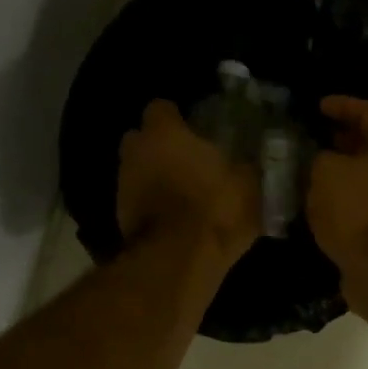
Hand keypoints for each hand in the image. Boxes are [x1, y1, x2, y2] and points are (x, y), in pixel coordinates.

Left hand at [117, 99, 259, 264]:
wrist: (177, 261)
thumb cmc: (215, 210)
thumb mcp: (247, 186)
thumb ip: (243, 167)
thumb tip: (246, 163)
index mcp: (164, 133)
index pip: (161, 108)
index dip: (177, 120)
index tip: (194, 133)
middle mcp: (135, 152)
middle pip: (141, 139)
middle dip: (159, 148)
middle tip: (185, 163)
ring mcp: (122, 186)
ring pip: (137, 172)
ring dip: (154, 180)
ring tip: (181, 197)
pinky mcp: (120, 218)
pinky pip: (137, 203)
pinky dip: (151, 208)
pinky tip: (173, 222)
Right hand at [307, 95, 367, 287]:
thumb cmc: (360, 209)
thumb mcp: (326, 172)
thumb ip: (317, 158)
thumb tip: (318, 161)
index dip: (340, 105)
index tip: (317, 106)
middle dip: (341, 141)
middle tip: (312, 138)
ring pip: (367, 177)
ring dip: (340, 174)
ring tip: (309, 172)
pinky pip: (364, 204)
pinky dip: (344, 200)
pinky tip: (319, 204)